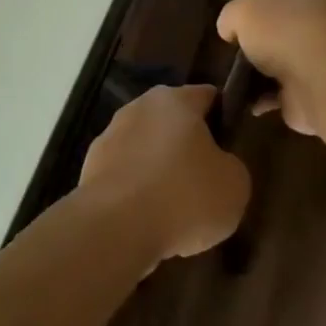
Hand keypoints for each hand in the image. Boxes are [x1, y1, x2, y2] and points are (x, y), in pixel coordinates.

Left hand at [78, 85, 249, 262]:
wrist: (116, 229)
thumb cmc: (184, 197)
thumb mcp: (235, 185)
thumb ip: (230, 165)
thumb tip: (217, 164)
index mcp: (175, 100)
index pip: (207, 96)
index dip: (223, 117)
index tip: (231, 145)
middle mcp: (138, 108)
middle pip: (172, 121)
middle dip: (188, 146)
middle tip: (205, 180)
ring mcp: (109, 137)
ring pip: (146, 148)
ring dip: (159, 169)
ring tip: (176, 208)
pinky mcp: (90, 168)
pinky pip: (125, 175)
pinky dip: (136, 191)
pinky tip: (148, 219)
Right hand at [215, 0, 325, 135]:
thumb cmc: (291, 31)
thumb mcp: (246, 11)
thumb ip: (233, 16)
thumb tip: (233, 31)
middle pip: (303, 0)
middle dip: (279, 4)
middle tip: (248, 4)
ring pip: (294, 45)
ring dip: (271, 54)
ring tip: (237, 53)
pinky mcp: (322, 86)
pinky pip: (288, 85)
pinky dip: (267, 91)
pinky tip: (241, 95)